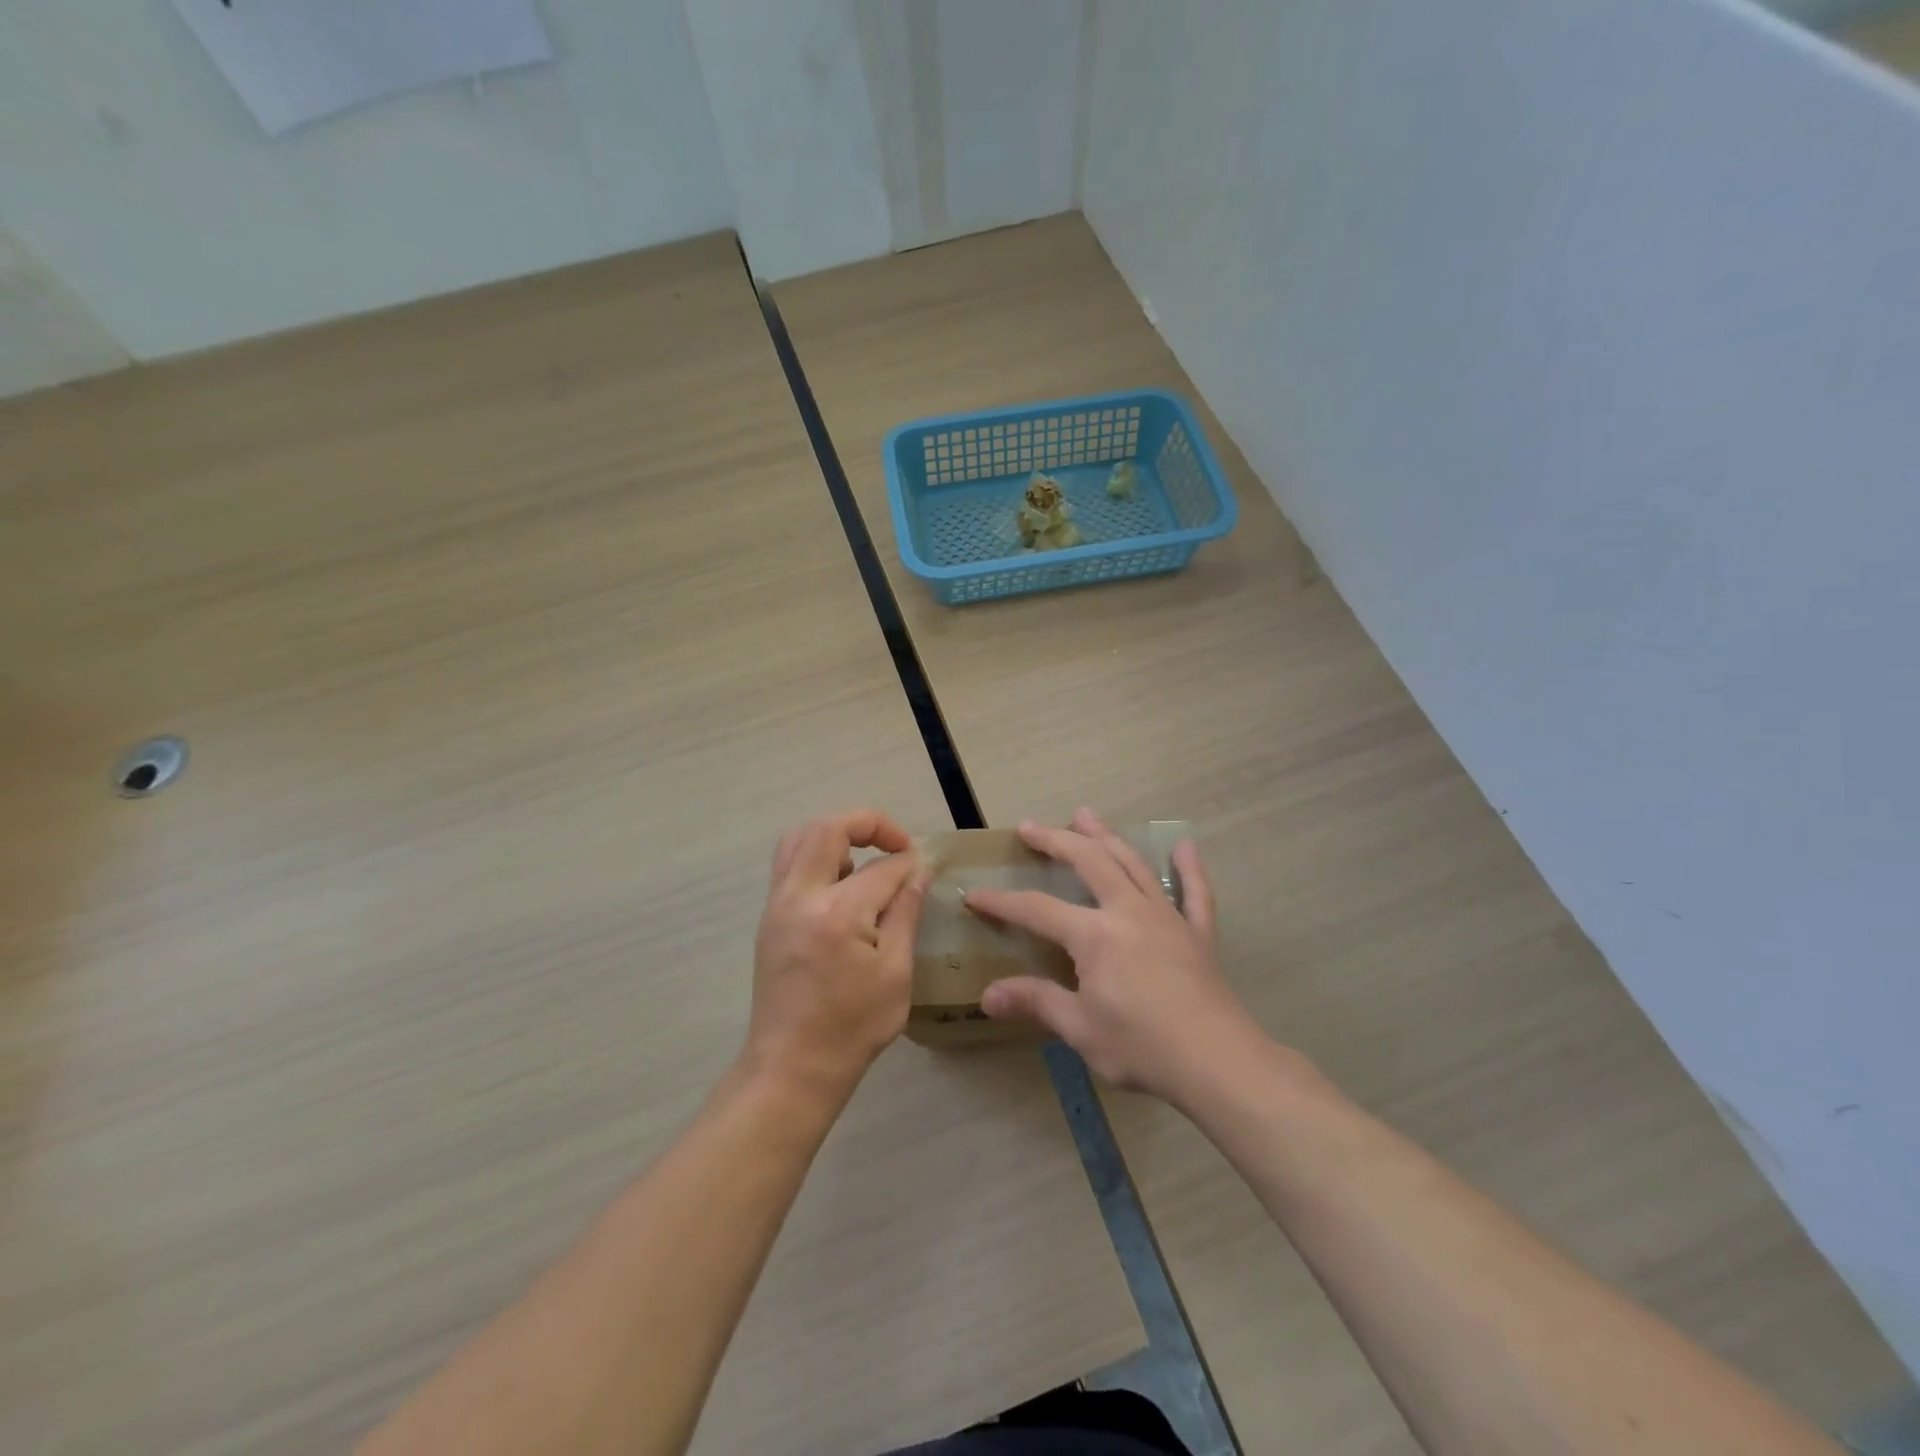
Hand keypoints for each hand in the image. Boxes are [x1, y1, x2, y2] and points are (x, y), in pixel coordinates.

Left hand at [748, 810, 929, 1100]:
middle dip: (868, 824)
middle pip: (828, 829)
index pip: (881, 868)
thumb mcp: (895, 973)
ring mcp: (777, 904)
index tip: (925, 870)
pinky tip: (840, 884)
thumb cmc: (853, 1026)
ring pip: (800, 838)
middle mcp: (800, 897)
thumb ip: (905, 913)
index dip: (908, 864)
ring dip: (836, 836)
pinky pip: (789, 863)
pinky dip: (816, 855)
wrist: (792, 1066)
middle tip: (896, 845)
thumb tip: (918, 872)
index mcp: (837, 914)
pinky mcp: (768, 916)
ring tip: (864, 862)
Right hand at [967, 808, 1257, 1101]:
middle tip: (1029, 827)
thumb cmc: (1142, 1046)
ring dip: (1106, 836)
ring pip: (1133, 863)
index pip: (1037, 909)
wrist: (1218, 1062)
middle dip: (1055, 840)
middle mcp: (1128, 911)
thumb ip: (1036, 1002)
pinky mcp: (1198, 933)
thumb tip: (988, 995)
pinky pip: (1195, 892)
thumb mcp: (1080, 1028)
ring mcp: (1167, 917)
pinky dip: (1189, 868)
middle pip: (1088, 861)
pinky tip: (1184, 846)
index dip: (1001, 902)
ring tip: (1085, 815)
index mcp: (1095, 934)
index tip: (974, 894)